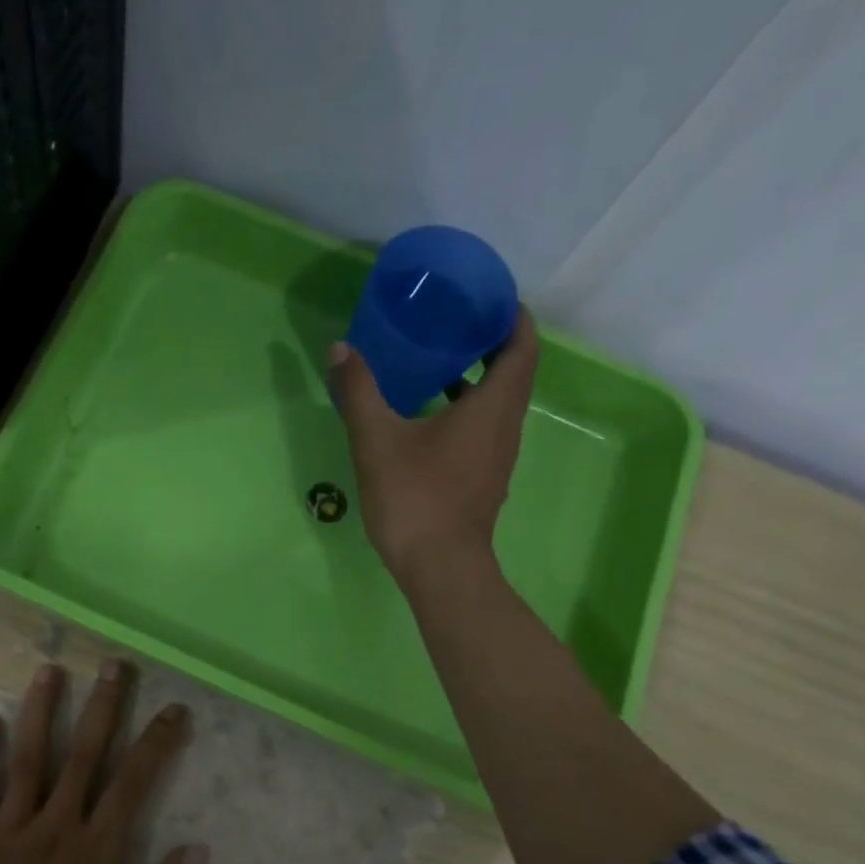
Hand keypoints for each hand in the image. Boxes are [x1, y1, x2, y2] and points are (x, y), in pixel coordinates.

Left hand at [0, 660, 207, 863]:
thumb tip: (197, 850)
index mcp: (95, 853)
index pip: (134, 781)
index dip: (157, 741)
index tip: (175, 710)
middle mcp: (54, 827)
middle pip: (84, 753)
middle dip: (104, 704)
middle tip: (114, 664)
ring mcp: (7, 829)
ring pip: (28, 756)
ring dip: (41, 709)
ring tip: (50, 670)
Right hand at [330, 310, 540, 584]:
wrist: (439, 567)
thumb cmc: (415, 497)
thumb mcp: (377, 440)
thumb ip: (359, 391)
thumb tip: (342, 348)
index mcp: (492, 408)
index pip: (522, 347)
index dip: (512, 317)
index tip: (488, 296)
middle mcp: (505, 427)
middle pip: (512, 372)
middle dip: (489, 342)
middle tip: (451, 321)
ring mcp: (496, 457)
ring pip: (496, 403)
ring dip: (475, 377)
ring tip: (435, 360)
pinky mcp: (482, 478)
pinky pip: (483, 428)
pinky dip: (464, 408)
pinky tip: (425, 415)